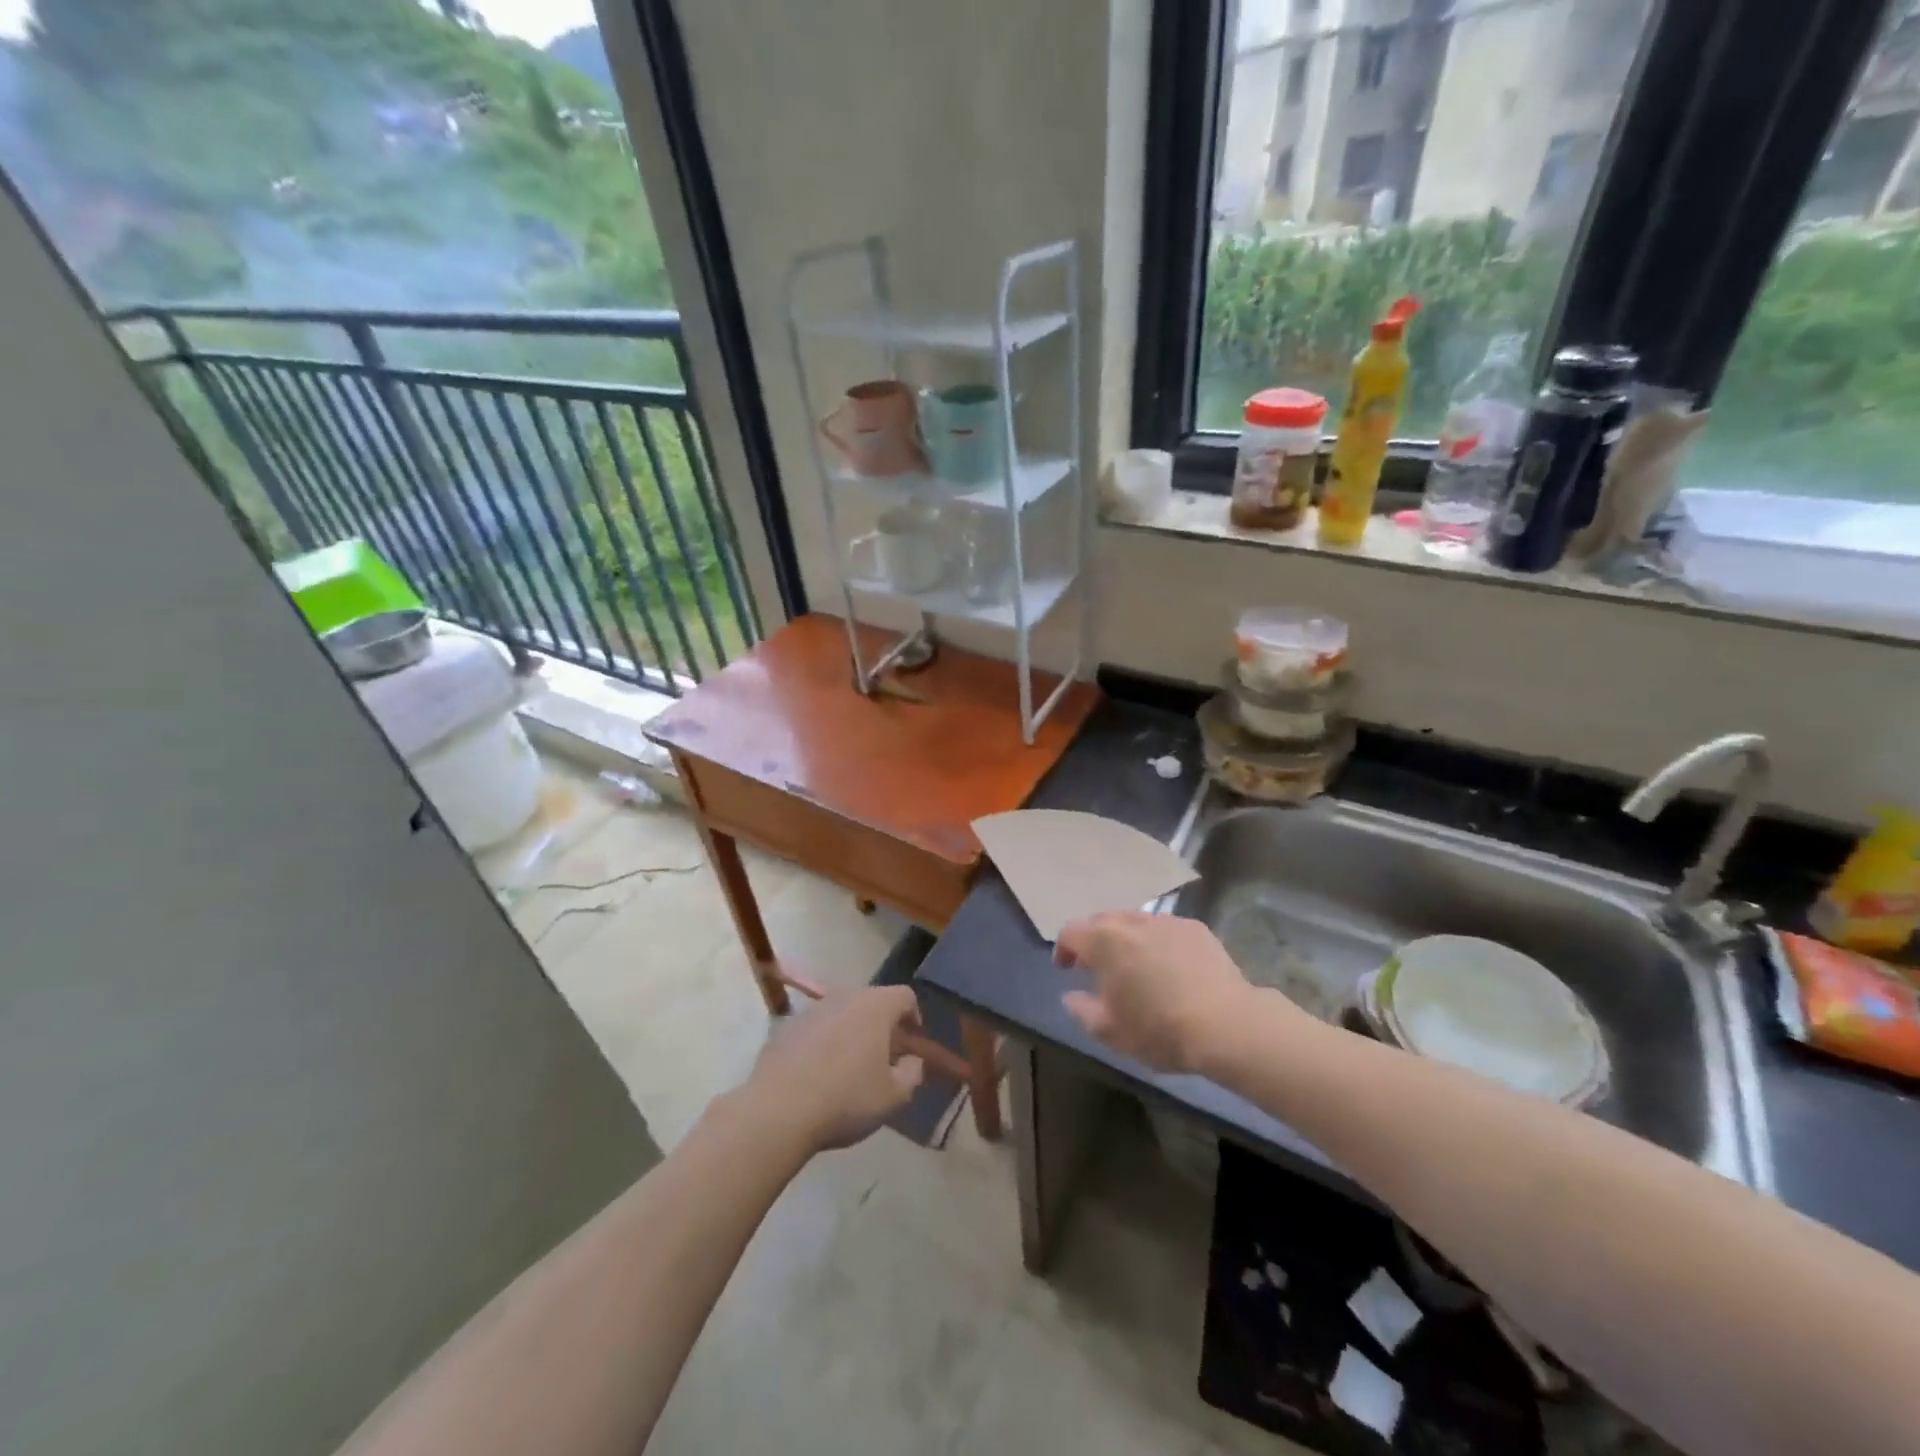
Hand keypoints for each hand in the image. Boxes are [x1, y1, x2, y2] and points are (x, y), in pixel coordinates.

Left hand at [746, 986, 924, 1151]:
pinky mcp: (786, 1026)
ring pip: (841, 1013)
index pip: (905, 996)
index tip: (911, 1043)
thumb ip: (912, 1073)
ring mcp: (812, 1009)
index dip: (913, 1017)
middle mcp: (845, 997)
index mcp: (876, 1007)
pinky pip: (815, 1028)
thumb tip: (911, 1060)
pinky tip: (817, 1074)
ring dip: (850, 1032)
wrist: (778, 1110)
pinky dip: (822, 1042)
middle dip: (881, 1024)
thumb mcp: (893, 1097)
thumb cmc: (846, 1099)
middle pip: (872, 1001)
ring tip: (848, 1066)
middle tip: (882, 1056)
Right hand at [1056, 912, 1265, 1073]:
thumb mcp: (1111, 1031)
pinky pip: (1165, 930)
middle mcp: (1132, 922)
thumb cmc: (1159, 1029)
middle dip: (1094, 940)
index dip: (1063, 949)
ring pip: (1136, 922)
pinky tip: (1169, 967)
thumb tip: (1071, 996)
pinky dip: (1158, 943)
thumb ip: (1083, 1010)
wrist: (1226, 1024)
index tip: (1065, 969)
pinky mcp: (1196, 928)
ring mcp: (1167, 921)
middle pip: (1102, 921)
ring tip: (1134, 966)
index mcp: (1104, 941)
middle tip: (1096, 967)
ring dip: (1127, 939)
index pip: (1071, 932)